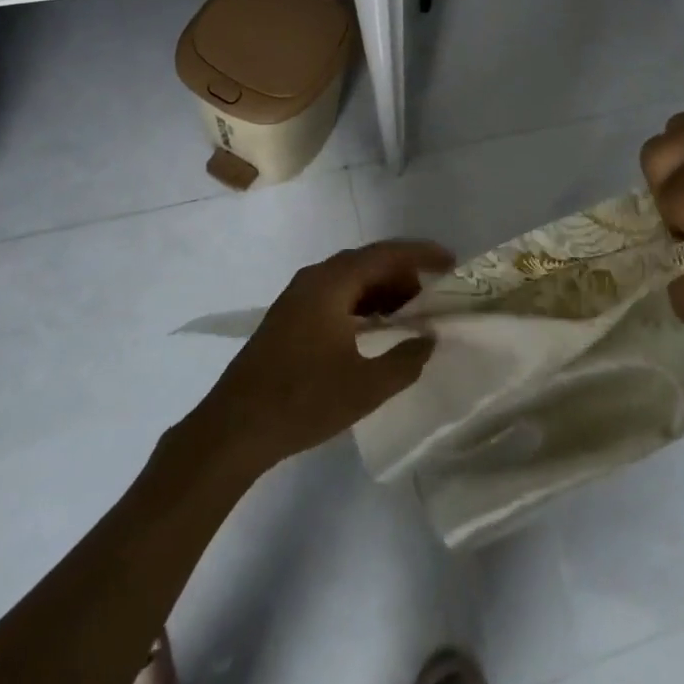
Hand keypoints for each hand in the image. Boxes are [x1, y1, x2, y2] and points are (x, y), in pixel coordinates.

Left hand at [197, 240, 453, 473]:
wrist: (233, 429)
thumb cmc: (302, 401)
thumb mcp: (365, 387)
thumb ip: (404, 360)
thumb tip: (429, 340)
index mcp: (332, 283)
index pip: (386, 254)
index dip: (421, 254)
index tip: (450, 262)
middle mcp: (314, 279)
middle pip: (367, 263)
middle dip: (403, 275)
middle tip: (432, 297)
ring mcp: (297, 298)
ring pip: (350, 280)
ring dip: (381, 292)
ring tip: (409, 315)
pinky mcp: (288, 318)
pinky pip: (335, 296)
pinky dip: (361, 304)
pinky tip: (374, 330)